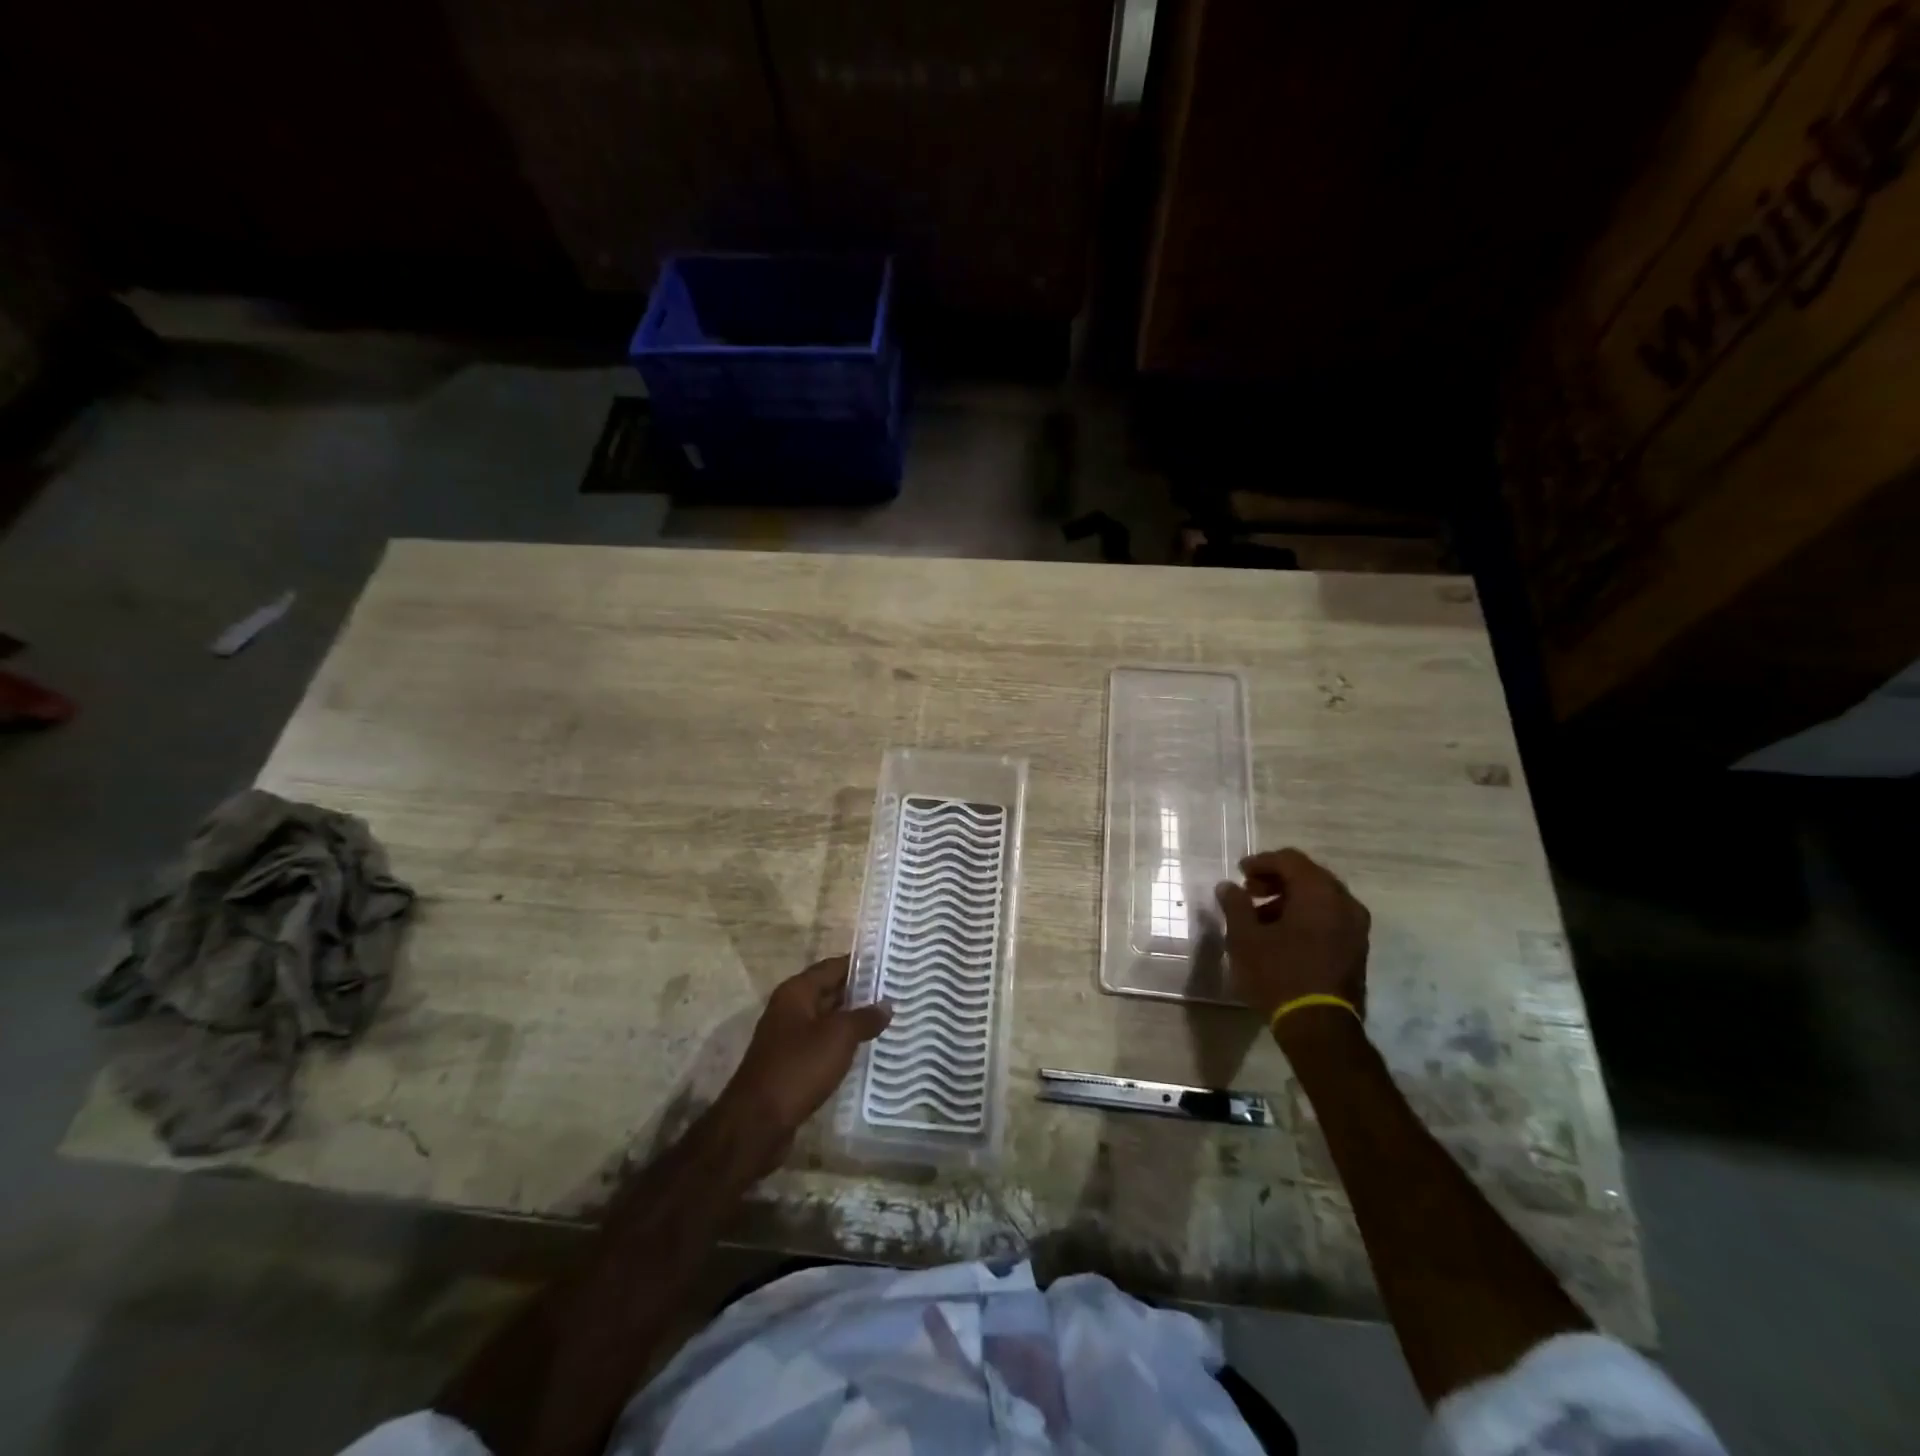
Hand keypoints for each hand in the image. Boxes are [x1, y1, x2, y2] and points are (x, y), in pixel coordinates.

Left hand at [718, 956, 890, 1156]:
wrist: (758, 1123)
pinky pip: (823, 1044)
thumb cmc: (798, 1067)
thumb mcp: (838, 1037)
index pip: (833, 966)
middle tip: (896, 991)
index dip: (862, 964)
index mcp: (796, 991)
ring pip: (828, 1020)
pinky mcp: (792, 1064)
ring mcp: (789, 1038)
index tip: (890, 963)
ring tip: (889, 1019)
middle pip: (830, 991)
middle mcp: (790, 1008)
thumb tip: (886, 1005)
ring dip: (853, 1020)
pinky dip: (843, 1044)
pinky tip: (866, 1050)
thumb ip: (865, 1017)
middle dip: (861, 993)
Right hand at [1214, 848, 1370, 1017]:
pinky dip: (1307, 916)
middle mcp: (1344, 902)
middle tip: (1250, 892)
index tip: (1240, 873)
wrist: (1319, 1026)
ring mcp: (1356, 927)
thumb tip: (1228, 886)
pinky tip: (1283, 934)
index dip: (1262, 862)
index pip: (1290, 860)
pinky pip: (1330, 917)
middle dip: (1277, 880)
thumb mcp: (1245, 937)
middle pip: (1308, 875)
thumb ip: (1235, 904)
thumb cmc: (1278, 974)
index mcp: (1319, 892)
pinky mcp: (1357, 948)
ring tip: (1262, 917)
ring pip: (1321, 897)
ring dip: (1291, 899)